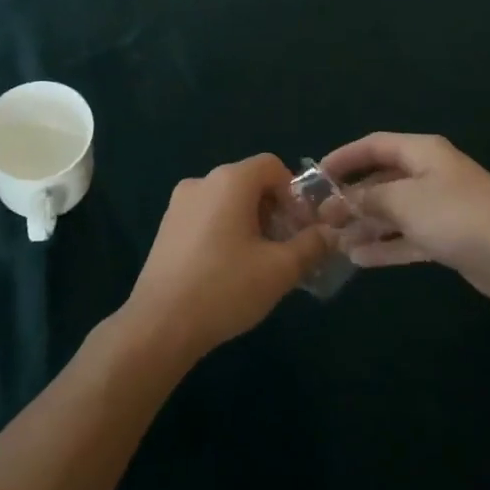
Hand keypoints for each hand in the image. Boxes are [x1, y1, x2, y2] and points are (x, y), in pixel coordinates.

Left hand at [120, 154, 334, 363]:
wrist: (160, 323)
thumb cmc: (225, 288)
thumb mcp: (280, 270)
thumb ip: (311, 246)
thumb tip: (329, 233)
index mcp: (230, 180)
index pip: (272, 165)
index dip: (293, 192)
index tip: (301, 228)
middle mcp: (203, 181)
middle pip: (249, 181)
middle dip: (274, 209)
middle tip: (285, 248)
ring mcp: (179, 203)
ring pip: (227, 200)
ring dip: (250, 221)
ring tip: (259, 262)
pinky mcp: (167, 226)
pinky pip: (207, 215)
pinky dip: (225, 230)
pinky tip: (228, 269)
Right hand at [321, 133, 489, 306]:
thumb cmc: (458, 216)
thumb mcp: (405, 201)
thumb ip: (368, 199)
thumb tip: (340, 200)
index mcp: (422, 152)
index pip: (374, 145)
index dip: (344, 157)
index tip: (316, 175)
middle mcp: (429, 174)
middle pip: (382, 179)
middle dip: (351, 197)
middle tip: (320, 217)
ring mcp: (440, 207)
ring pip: (393, 212)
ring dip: (365, 225)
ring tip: (333, 241)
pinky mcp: (448, 238)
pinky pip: (408, 236)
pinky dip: (385, 245)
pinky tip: (359, 259)